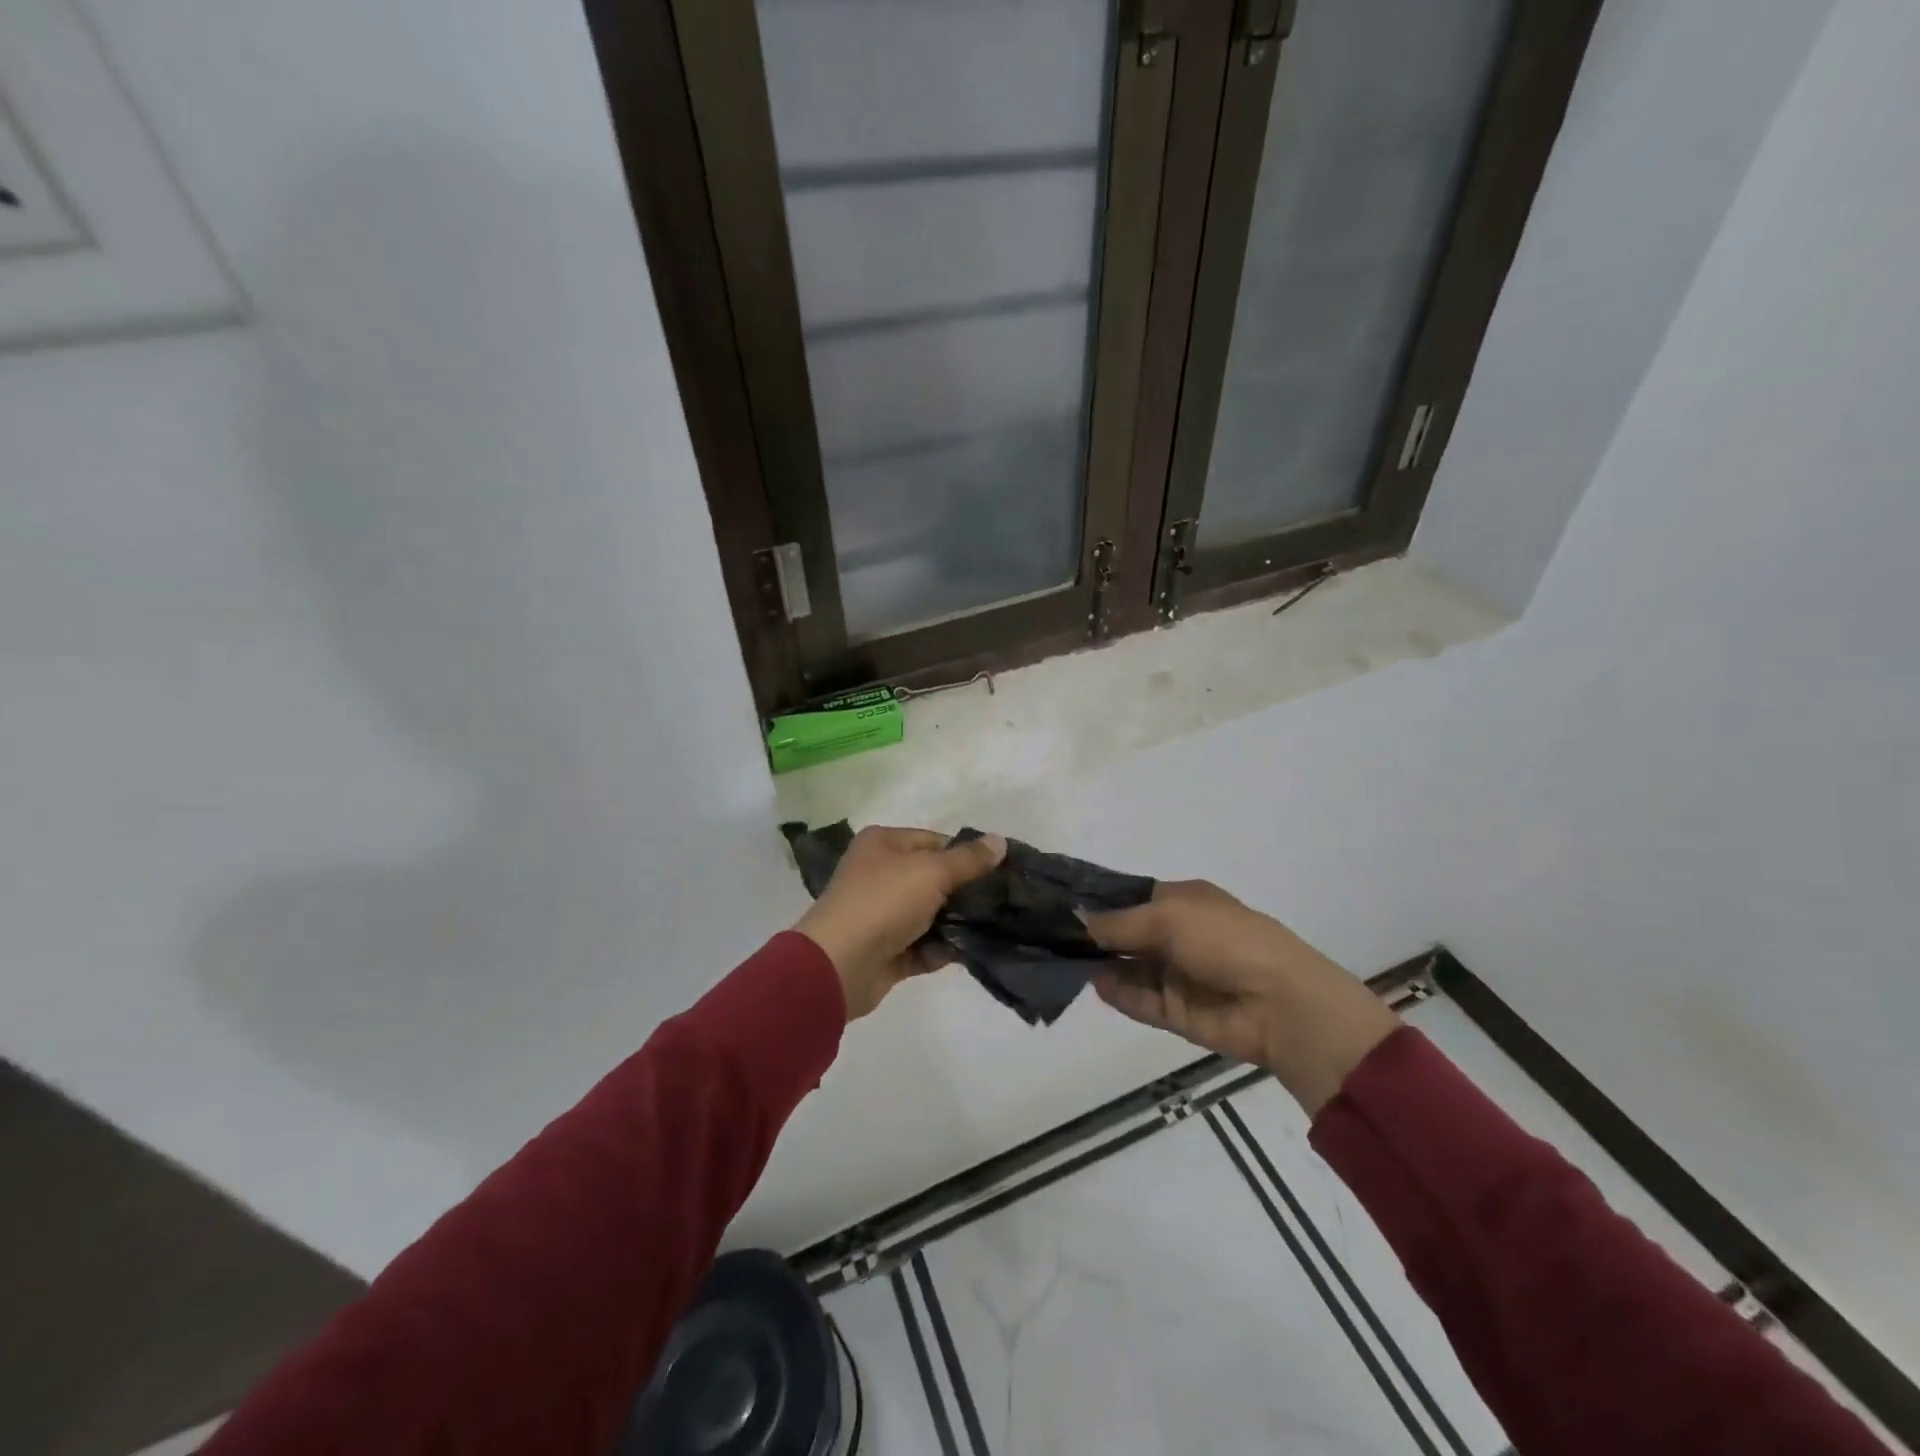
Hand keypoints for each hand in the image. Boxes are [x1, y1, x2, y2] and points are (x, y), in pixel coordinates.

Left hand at [794, 826, 1005, 1019]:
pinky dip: (940, 950)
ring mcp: (881, 915)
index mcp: (883, 844)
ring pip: (929, 915)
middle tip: (1001, 902)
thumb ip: (969, 859)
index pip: (934, 841)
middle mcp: (879, 874)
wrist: (840, 964)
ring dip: (956, 924)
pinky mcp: (885, 951)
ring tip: (992, 928)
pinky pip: (921, 947)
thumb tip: (1000, 841)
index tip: (999, 872)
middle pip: (933, 879)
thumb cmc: (884, 902)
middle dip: (965, 892)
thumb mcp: (932, 871)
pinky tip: (966, 953)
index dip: (966, 854)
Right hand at [1083, 881, 1399, 1114]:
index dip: (1098, 901)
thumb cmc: (1225, 940)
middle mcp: (1177, 935)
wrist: (1279, 1004)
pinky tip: (1091, 983)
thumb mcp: (1168, 916)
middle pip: (1125, 934)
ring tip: (1059, 959)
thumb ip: (1119, 922)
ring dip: (1099, 964)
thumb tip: (1077, 919)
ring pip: (1127, 968)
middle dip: (1093, 934)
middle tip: (1048, 934)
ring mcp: (1176, 975)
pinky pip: (1137, 999)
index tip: (1060, 904)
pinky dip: (1116, 993)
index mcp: (1183, 902)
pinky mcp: (1175, 1012)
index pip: (1131, 898)